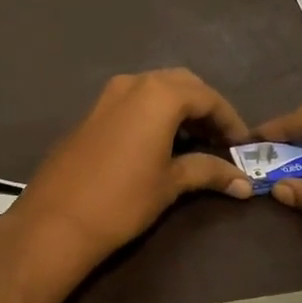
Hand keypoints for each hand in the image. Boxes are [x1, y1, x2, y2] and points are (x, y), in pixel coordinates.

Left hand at [0, 69, 252, 270]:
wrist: (56, 219)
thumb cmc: (123, 199)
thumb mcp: (171, 184)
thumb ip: (208, 172)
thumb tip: (244, 183)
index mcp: (159, 94)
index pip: (207, 97)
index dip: (230, 120)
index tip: (243, 144)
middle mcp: (134, 83)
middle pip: (182, 84)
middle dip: (205, 108)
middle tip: (220, 139)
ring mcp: (108, 95)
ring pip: (155, 89)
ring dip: (179, 108)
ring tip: (196, 142)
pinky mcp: (92, 112)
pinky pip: (134, 101)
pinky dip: (154, 113)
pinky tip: (161, 142)